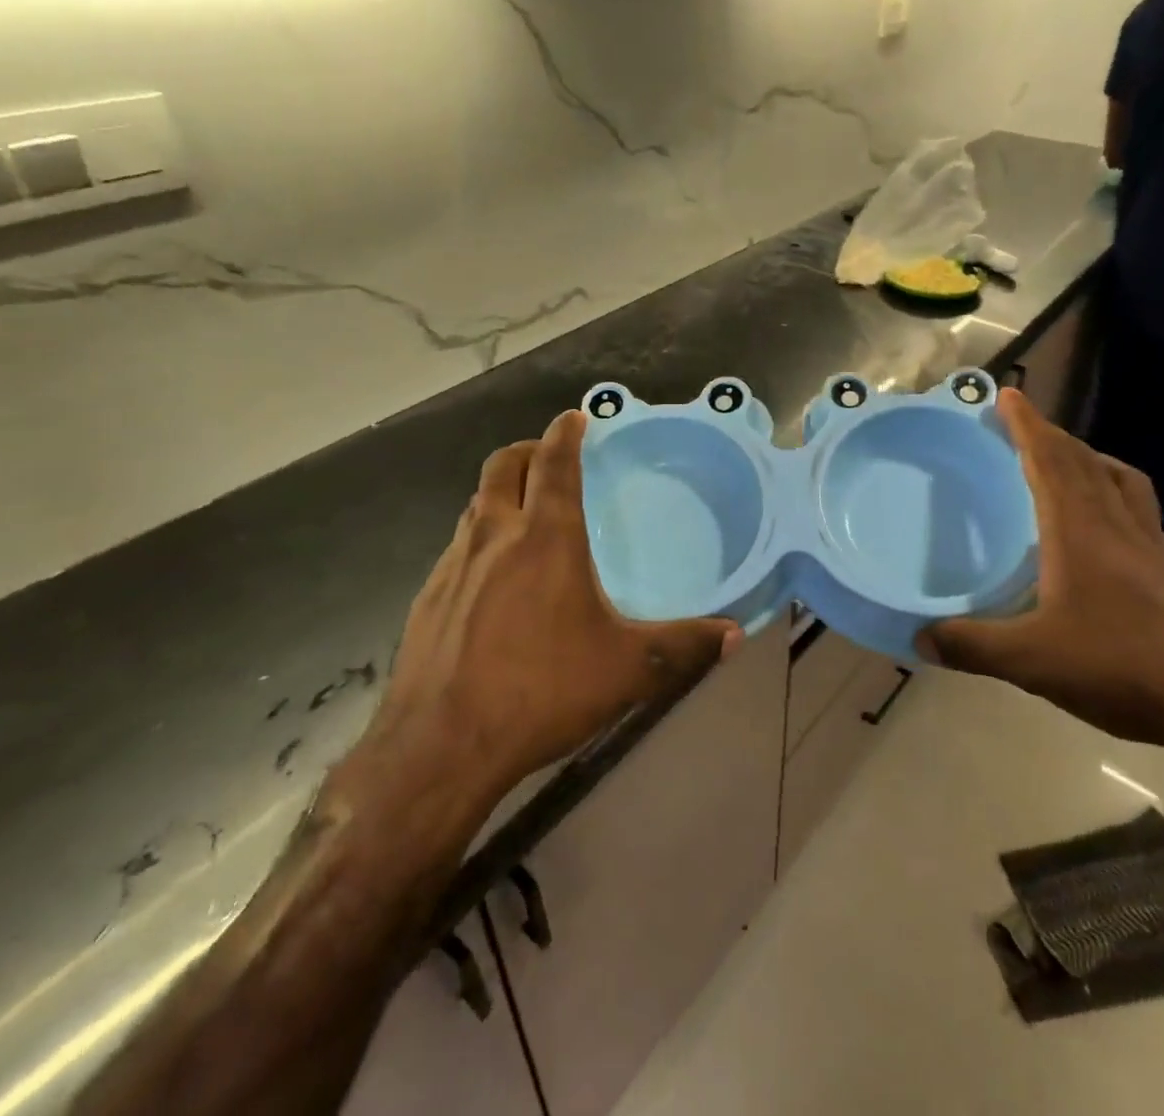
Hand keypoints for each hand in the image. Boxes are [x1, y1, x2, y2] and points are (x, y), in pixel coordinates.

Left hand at [353, 410, 739, 796]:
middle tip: (550, 457)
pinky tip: (493, 580)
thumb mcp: (627, 670)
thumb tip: (736, 634)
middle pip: (503, 466)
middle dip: (527, 449)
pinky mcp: (427, 597)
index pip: (554, 462)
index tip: (576, 417)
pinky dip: (479, 539)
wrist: (440, 746)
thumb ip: (684, 647)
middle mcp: (495, 536)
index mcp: (545, 537)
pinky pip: (457, 547)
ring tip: (525, 513)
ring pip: (475, 504)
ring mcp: (454, 564)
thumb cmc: (541, 691)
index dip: (565, 432)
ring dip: (500, 493)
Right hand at [920, 390, 1163, 791]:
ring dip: (1091, 460)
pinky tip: (1111, 531)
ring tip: (1071, 461)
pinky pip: (1141, 513)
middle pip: (1085, 462)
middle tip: (1025, 424)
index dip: (1027, 426)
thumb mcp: (1033, 661)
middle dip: (1052, 436)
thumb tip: (918, 638)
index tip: (1009, 395)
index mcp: (1080, 531)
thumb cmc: (1123, 666)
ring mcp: (1155, 547)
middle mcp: (1119, 526)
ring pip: (1122, 482)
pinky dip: (1118, 497)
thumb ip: (972, 646)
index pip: (1050, 461)